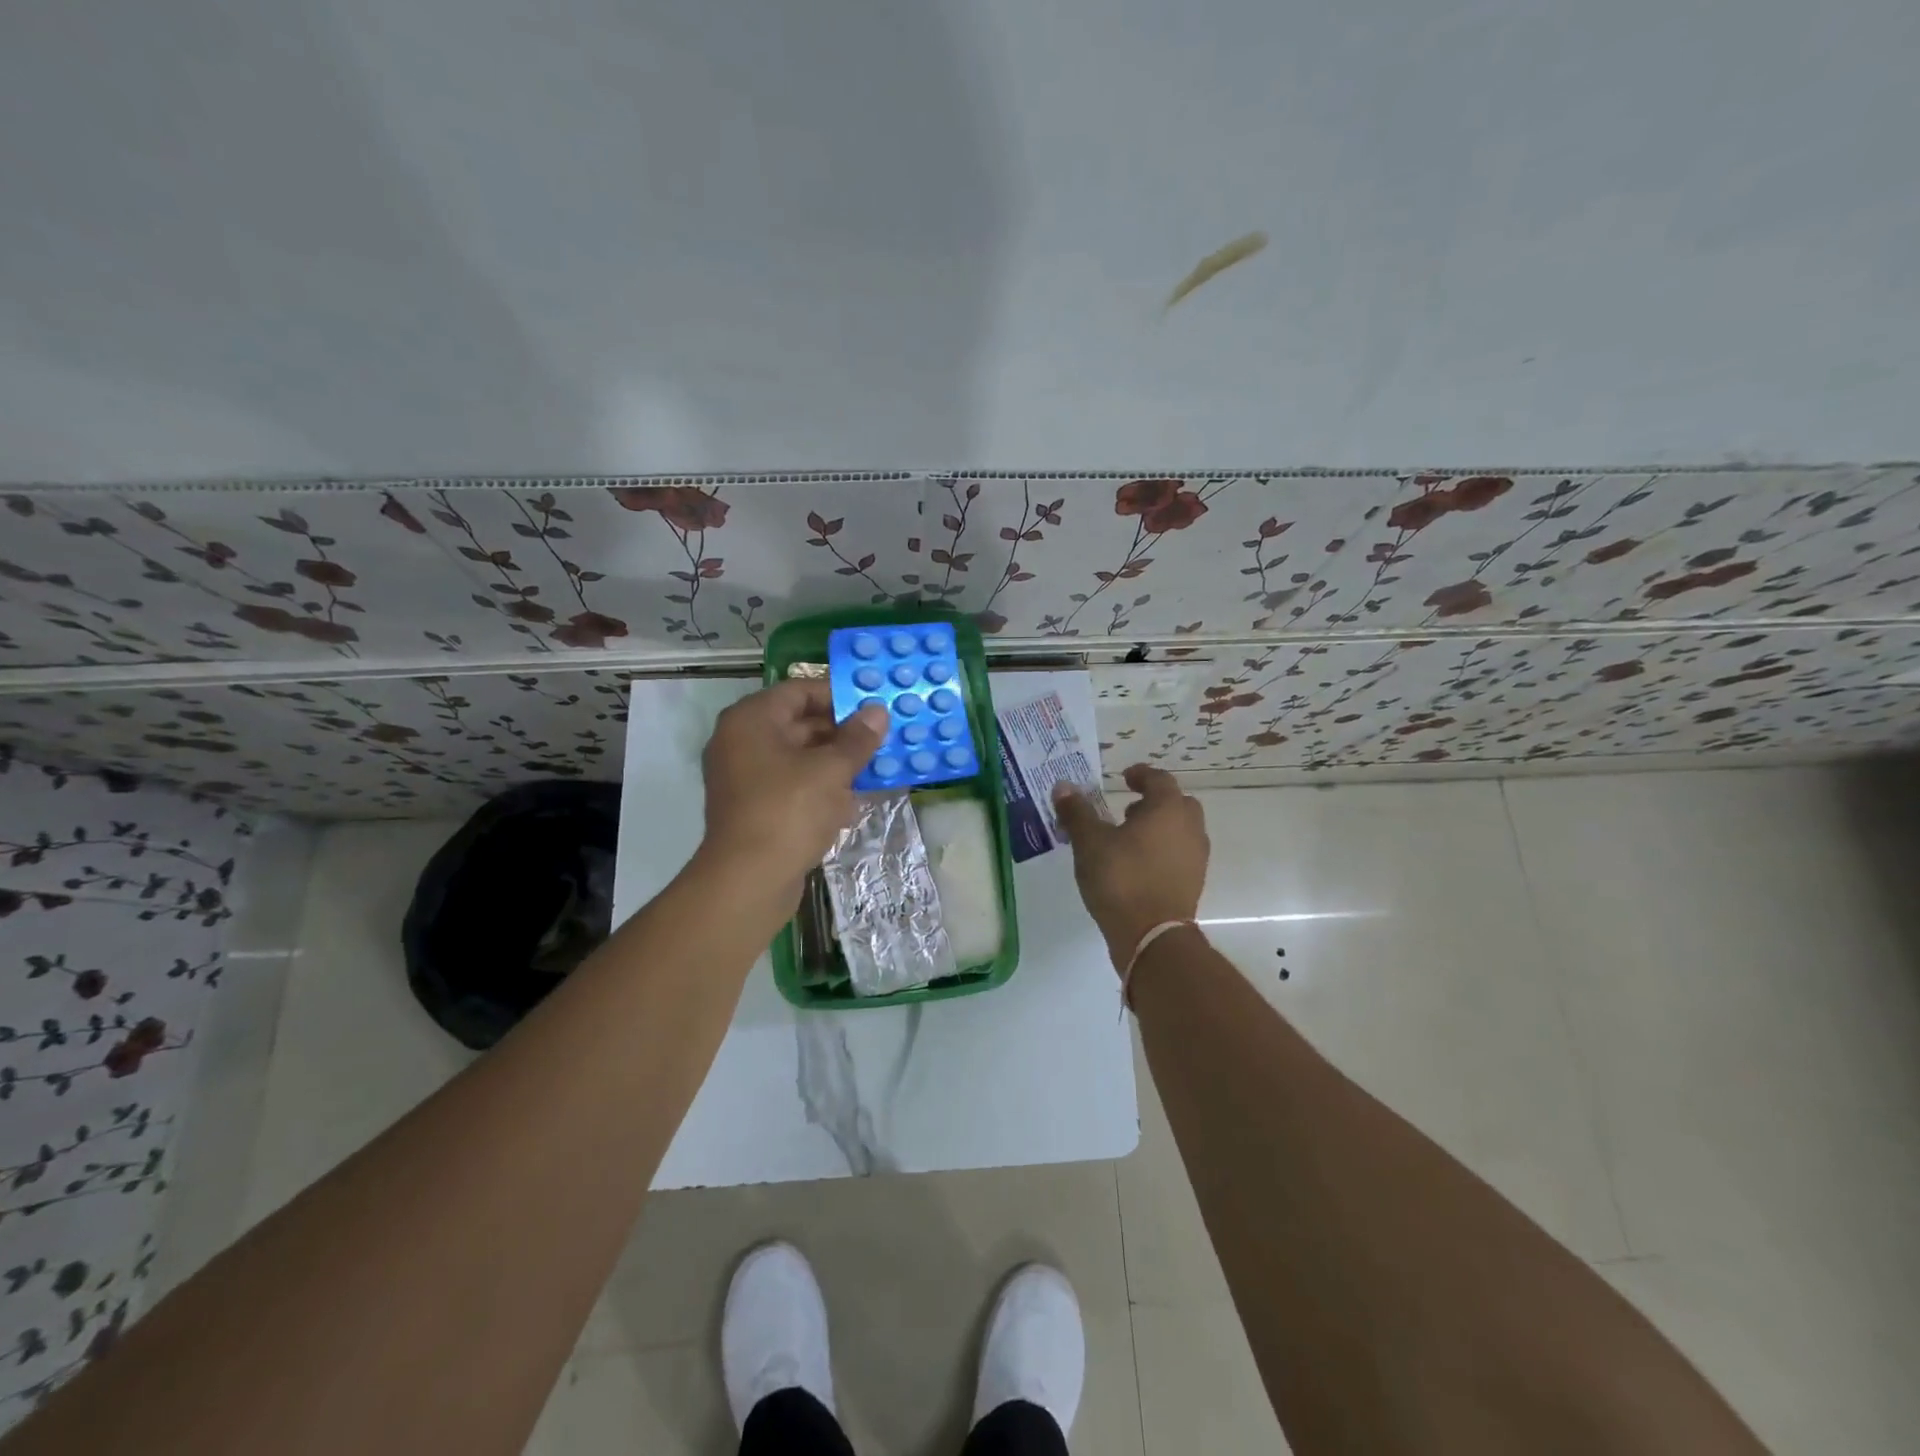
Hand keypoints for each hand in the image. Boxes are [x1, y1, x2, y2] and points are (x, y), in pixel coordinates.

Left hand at [699, 680, 887, 894]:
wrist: (749, 881)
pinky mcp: (755, 808)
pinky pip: (793, 786)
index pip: (800, 691)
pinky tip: (853, 801)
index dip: (838, 696)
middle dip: (842, 732)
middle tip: (881, 738)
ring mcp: (745, 777)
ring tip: (875, 768)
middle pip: (799, 723)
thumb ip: (857, 738)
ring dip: (836, 763)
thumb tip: (877, 712)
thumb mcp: (831, 770)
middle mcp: (742, 742)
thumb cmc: (789, 811)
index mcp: (752, 720)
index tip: (873, 708)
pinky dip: (821, 788)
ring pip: (799, 758)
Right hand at [1052, 764, 1208, 966]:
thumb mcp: (1089, 842)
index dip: (1141, 775)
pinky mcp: (1193, 883)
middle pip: (1177, 804)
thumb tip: (1063, 786)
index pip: (1160, 780)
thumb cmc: (1121, 879)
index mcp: (1168, 810)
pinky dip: (1162, 850)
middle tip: (1128, 808)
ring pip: (1181, 830)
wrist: (1151, 936)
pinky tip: (1137, 865)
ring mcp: (1195, 858)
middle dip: (1154, 802)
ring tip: (1128, 838)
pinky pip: (1179, 854)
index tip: (1124, 777)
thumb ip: (1077, 812)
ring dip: (1159, 827)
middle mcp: (1189, 829)